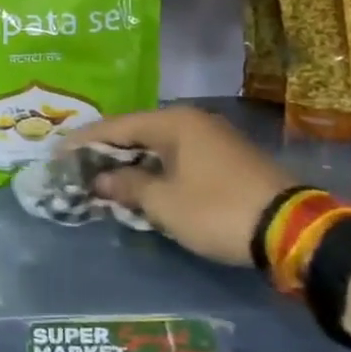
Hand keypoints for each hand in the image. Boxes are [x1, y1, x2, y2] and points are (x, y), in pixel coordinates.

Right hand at [81, 107, 294, 266]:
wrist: (292, 229)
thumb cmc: (217, 209)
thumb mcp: (164, 203)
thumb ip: (127, 186)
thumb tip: (100, 178)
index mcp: (174, 122)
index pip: (117, 126)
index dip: (85, 141)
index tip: (58, 152)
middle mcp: (193, 122)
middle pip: (138, 133)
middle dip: (107, 152)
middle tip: (78, 166)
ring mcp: (213, 140)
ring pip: (159, 147)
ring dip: (132, 164)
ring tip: (103, 178)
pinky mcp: (226, 160)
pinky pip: (178, 158)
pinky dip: (155, 170)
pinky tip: (141, 186)